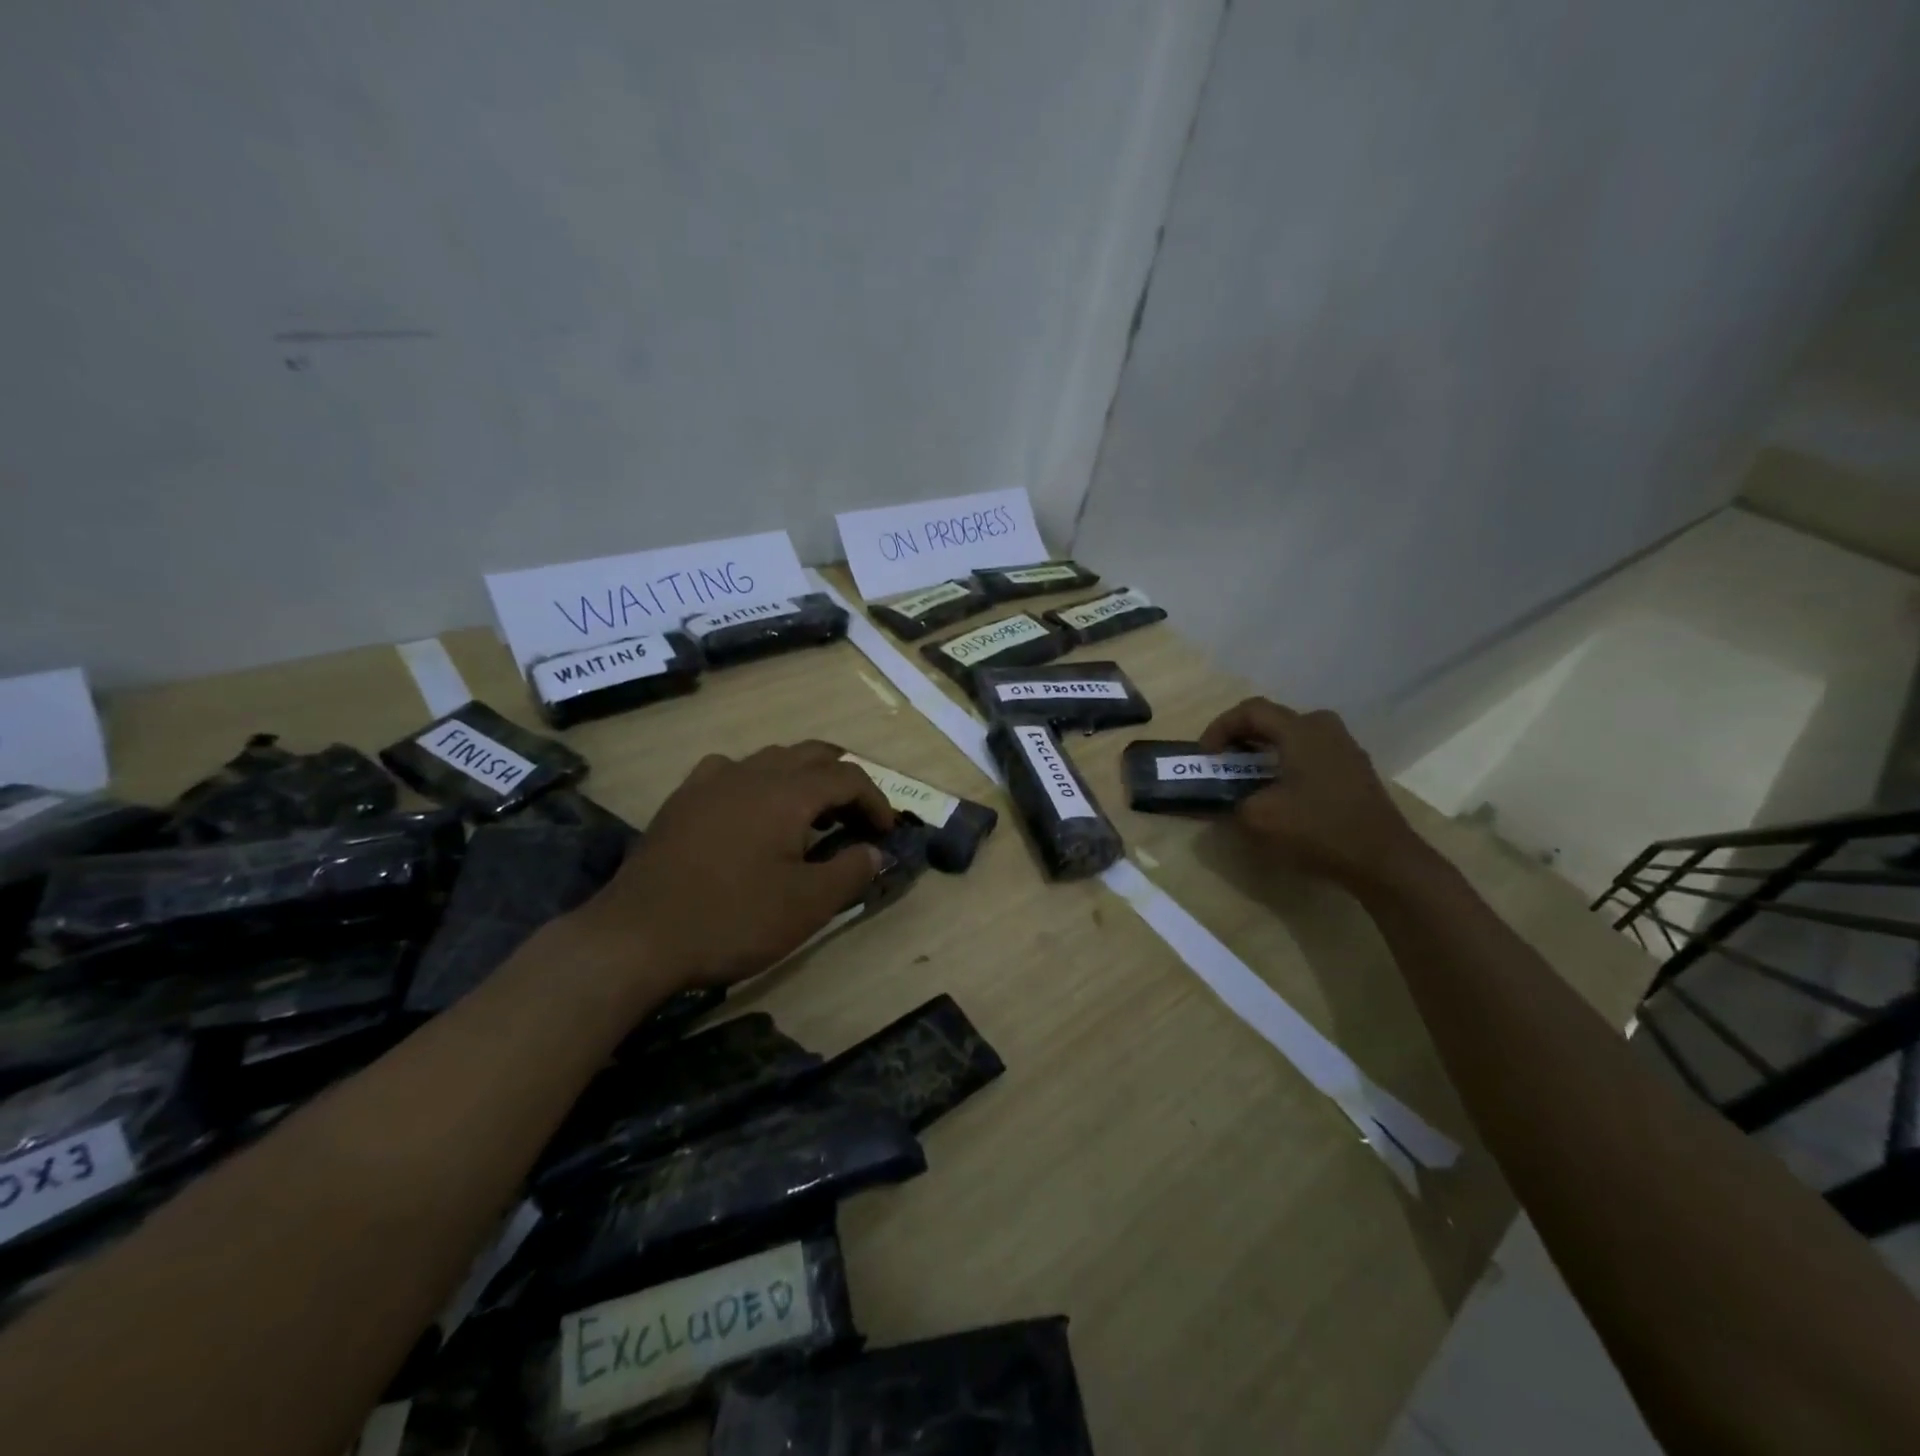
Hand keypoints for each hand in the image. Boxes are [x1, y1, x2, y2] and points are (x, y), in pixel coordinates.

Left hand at [570, 741, 895, 991]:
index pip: (847, 776)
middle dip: (843, 779)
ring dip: (802, 777)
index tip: (886, 832)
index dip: (875, 800)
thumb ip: (850, 872)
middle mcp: (751, 772)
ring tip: (810, 814)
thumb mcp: (807, 906)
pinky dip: (757, 781)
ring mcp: (710, 782)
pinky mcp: (682, 800)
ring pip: (770, 758)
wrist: (636, 937)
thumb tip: (874, 851)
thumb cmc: (732, 920)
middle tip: (857, 815)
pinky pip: (730, 771)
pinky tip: (751, 810)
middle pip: (811, 754)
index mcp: (787, 792)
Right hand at [1199, 698, 1432, 894]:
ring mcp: (1345, 747)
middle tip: (1224, 760)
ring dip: (1265, 749)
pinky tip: (1280, 788)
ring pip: (1294, 735)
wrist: (1382, 859)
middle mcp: (1325, 728)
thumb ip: (1233, 802)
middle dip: (1242, 736)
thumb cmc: (1318, 829)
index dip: (1220, 727)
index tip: (1206, 755)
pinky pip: (1311, 752)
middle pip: (1273, 719)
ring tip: (1248, 774)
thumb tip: (1230, 799)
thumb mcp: (1259, 818)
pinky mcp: (1354, 769)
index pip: (1251, 711)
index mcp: (1301, 730)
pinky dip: (1287, 761)